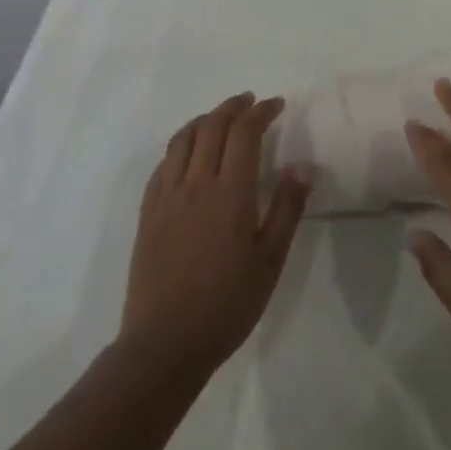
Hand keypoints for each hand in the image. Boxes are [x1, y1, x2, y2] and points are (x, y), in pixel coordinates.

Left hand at [120, 93, 310, 377]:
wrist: (164, 346)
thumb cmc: (227, 304)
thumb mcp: (270, 260)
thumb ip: (286, 208)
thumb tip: (302, 164)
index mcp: (230, 193)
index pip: (245, 132)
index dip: (261, 112)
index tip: (276, 105)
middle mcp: (196, 184)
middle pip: (213, 126)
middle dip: (234, 107)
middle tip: (252, 103)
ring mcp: (167, 197)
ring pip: (184, 138)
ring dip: (206, 119)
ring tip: (222, 119)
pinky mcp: (147, 213)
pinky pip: (163, 163)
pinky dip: (181, 145)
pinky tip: (190, 153)